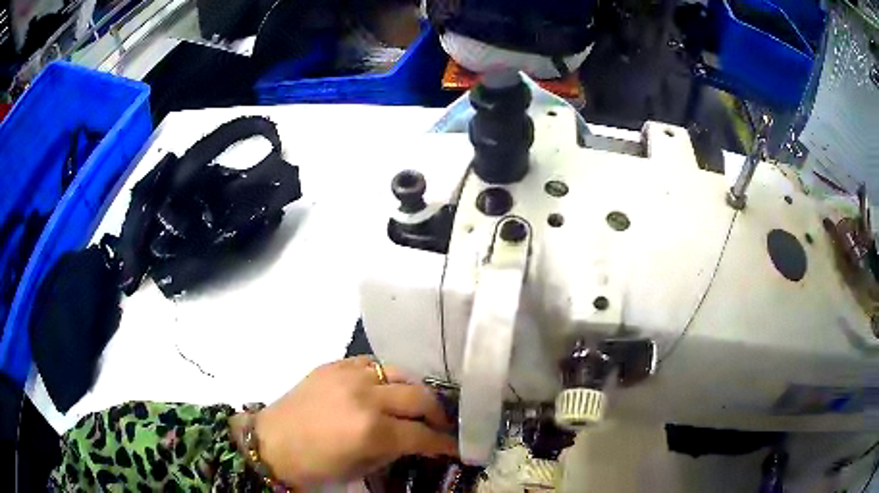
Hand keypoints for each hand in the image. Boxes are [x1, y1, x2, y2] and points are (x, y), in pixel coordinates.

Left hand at [235, 356, 456, 488]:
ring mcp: (350, 376)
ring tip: (417, 405)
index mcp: (371, 431)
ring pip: (401, 374)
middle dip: (438, 414)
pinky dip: (387, 377)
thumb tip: (418, 441)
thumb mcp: (361, 469)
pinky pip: (373, 363)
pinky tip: (386, 388)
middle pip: (420, 398)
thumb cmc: (315, 465)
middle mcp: (366, 398)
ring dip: (416, 391)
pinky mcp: (335, 364)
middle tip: (441, 425)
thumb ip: (394, 451)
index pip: (423, 435)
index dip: (446, 443)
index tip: (458, 445)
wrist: (272, 442)